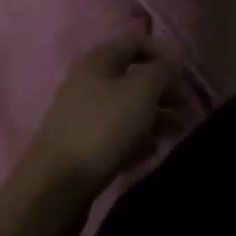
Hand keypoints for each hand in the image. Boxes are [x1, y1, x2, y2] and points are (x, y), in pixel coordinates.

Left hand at [25, 34, 182, 199]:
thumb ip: (164, 70)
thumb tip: (172, 62)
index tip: (184, 72)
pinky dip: (136, 139)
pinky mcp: (78, 151)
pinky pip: (114, 136)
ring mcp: (80, 118)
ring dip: (153, 117)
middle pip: (133, 78)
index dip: (164, 52)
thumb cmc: (102, 128)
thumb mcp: (143, 90)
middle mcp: (87, 83)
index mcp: (98, 60)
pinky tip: (152, 152)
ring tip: (175, 132)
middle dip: (162, 90)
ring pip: (126, 109)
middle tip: (184, 106)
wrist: (51, 193)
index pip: (137, 41)